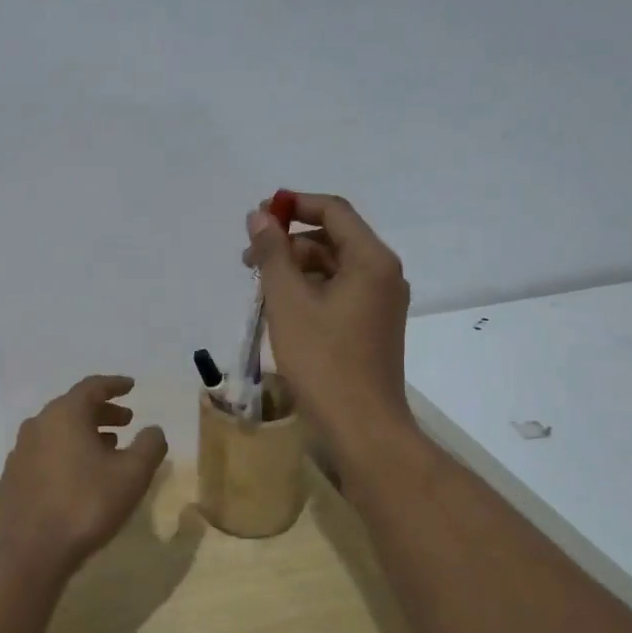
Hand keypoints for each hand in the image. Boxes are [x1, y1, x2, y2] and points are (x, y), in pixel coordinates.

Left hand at [0, 375, 169, 583]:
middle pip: (73, 408)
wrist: (30, 553)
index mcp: (64, 414)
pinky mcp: (12, 477)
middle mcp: (38, 424)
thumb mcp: (132, 475)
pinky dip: (64, 453)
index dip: (114, 385)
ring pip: (57, 431)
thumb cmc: (86, 505)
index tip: (131, 386)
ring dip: (84, 433)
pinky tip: (78, 475)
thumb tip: (153, 430)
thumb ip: (149, 446)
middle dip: (102, 412)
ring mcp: (20, 451)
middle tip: (126, 421)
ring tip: (108, 448)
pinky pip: (44, 453)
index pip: (92, 387)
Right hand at [244, 191, 413, 447]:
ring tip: (259, 287)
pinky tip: (280, 310)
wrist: (361, 428)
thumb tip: (259, 216)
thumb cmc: (323, 360)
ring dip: (295, 268)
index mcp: (371, 260)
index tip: (258, 213)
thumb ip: (272, 253)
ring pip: (333, 269)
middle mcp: (383, 275)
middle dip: (289, 241)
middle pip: (333, 239)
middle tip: (248, 257)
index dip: (295, 204)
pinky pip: (338, 294)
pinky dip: (309, 292)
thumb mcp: (288, 302)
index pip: (334, 211)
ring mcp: (380, 304)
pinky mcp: (371, 328)